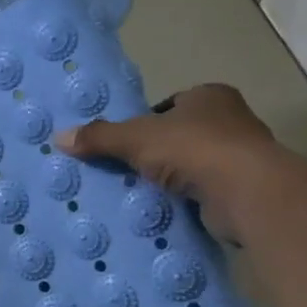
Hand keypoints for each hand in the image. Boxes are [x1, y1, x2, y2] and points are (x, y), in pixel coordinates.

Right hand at [54, 83, 280, 243]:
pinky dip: (187, 200)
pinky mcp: (246, 190)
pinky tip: (165, 210)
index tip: (127, 142)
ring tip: (140, 192)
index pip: (170, 105)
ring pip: (194, 165)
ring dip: (172, 178)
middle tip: (126, 169)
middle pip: (182, 135)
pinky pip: (206, 192)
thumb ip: (99, 137)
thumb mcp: (135, 138)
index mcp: (210, 96)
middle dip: (157, 152)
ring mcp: (243, 157)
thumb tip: (59, 138)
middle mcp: (232, 120)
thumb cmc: (192, 148)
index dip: (146, 122)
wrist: (247, 192)